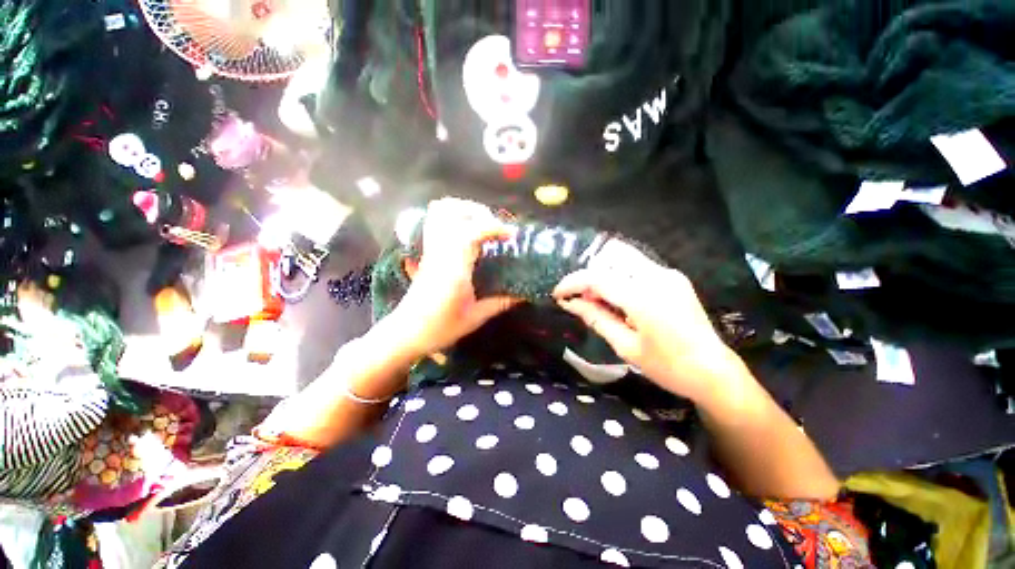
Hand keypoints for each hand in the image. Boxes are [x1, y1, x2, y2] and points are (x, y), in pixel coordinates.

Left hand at [384, 198, 520, 359]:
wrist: (406, 333)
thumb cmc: (440, 329)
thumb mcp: (475, 318)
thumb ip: (501, 302)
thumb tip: (524, 293)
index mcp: (453, 269)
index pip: (470, 232)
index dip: (494, 227)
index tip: (511, 235)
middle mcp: (440, 252)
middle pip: (452, 211)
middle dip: (480, 212)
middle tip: (496, 228)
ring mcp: (430, 249)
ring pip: (440, 211)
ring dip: (464, 210)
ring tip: (482, 224)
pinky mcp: (427, 251)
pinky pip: (436, 220)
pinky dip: (453, 217)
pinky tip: (466, 231)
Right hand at [553, 240, 744, 404]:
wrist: (714, 372)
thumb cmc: (668, 366)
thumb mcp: (625, 346)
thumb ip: (596, 318)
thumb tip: (570, 303)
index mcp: (643, 297)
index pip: (597, 277)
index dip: (572, 283)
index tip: (558, 294)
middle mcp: (656, 276)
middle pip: (609, 259)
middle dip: (589, 277)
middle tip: (581, 300)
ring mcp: (668, 273)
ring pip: (622, 260)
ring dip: (603, 275)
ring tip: (598, 300)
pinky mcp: (673, 277)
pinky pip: (636, 268)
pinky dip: (619, 277)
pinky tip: (619, 299)